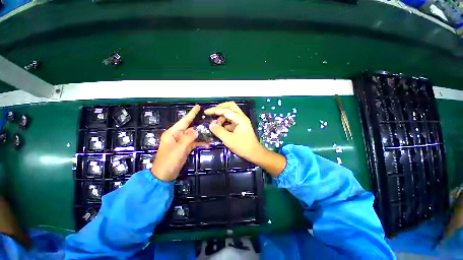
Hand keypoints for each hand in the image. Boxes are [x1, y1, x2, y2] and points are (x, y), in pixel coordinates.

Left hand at [151, 105, 208, 180]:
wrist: (164, 175)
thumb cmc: (169, 161)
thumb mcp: (179, 149)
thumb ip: (188, 138)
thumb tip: (196, 130)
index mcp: (173, 133)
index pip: (184, 121)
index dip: (191, 114)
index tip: (198, 106)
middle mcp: (177, 135)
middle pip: (190, 128)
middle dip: (199, 125)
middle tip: (209, 121)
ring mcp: (181, 142)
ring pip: (193, 135)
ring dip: (201, 135)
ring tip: (211, 133)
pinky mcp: (185, 148)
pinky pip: (194, 143)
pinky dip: (200, 143)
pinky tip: (207, 144)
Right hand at [205, 101, 285, 176]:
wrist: (254, 153)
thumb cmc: (242, 146)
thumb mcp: (228, 139)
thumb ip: (219, 131)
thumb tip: (211, 124)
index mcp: (240, 119)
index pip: (226, 110)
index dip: (215, 110)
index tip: (206, 112)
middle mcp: (241, 117)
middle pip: (230, 107)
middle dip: (220, 109)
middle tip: (212, 114)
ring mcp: (241, 121)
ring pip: (230, 114)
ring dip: (222, 118)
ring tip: (216, 126)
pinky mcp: (240, 126)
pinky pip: (231, 121)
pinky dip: (225, 123)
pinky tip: (220, 129)